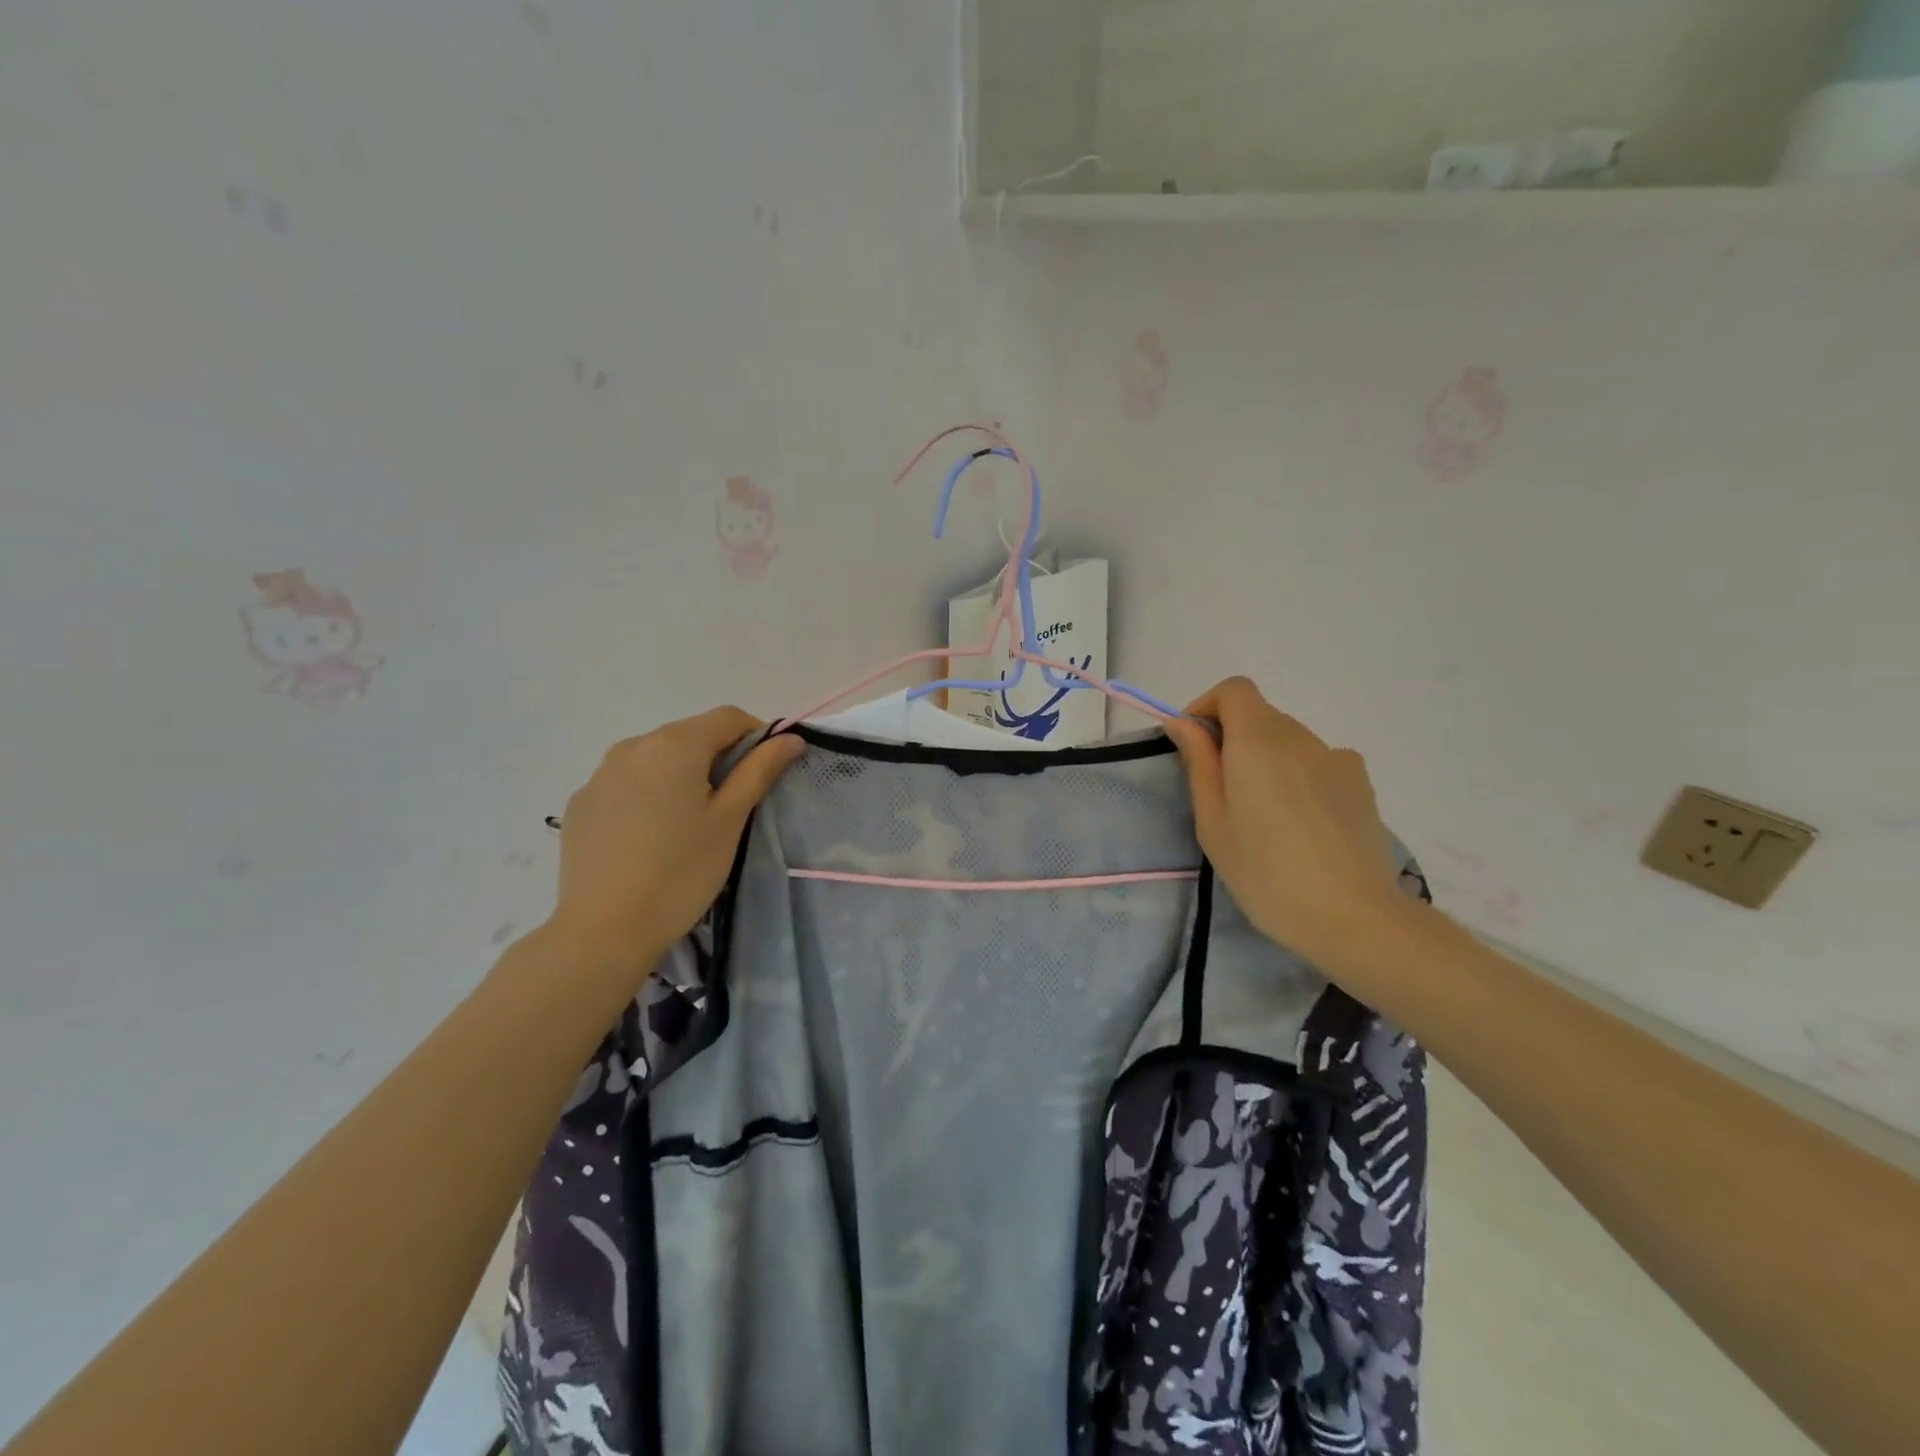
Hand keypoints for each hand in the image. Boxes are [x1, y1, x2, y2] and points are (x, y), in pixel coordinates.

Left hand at [545, 707, 803, 978]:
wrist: (604, 929)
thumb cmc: (681, 872)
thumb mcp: (730, 820)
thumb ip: (759, 771)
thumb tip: (790, 738)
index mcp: (675, 744)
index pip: (728, 717)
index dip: (757, 736)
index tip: (767, 771)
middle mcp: (633, 745)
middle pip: (690, 735)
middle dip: (718, 757)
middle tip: (732, 804)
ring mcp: (600, 774)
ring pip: (655, 758)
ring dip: (681, 775)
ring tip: (688, 823)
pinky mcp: (581, 803)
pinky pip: (626, 783)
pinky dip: (647, 794)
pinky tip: (650, 836)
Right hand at [1164, 677, 1407, 964]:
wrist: (1352, 916)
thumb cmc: (1265, 872)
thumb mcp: (1214, 822)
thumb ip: (1199, 764)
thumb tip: (1183, 724)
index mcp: (1259, 741)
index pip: (1235, 690)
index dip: (1208, 707)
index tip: (1193, 745)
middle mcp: (1301, 737)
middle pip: (1260, 716)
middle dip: (1233, 740)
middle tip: (1221, 795)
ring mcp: (1337, 758)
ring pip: (1289, 742)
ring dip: (1267, 762)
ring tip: (1264, 818)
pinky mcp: (1361, 783)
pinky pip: (1318, 763)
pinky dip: (1299, 777)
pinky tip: (1301, 823)